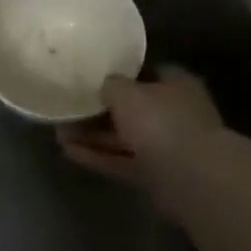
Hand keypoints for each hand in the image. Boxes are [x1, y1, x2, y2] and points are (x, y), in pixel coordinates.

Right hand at [59, 67, 224, 195]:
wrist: (191, 177)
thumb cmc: (161, 121)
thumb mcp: (128, 93)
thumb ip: (112, 85)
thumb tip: (105, 84)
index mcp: (176, 84)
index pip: (147, 72)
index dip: (121, 73)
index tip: (94, 76)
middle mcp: (174, 112)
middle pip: (133, 108)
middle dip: (100, 109)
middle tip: (70, 107)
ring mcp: (166, 146)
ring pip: (124, 137)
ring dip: (94, 136)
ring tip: (59, 132)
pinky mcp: (156, 174)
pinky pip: (122, 161)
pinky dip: (99, 156)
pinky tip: (69, 152)